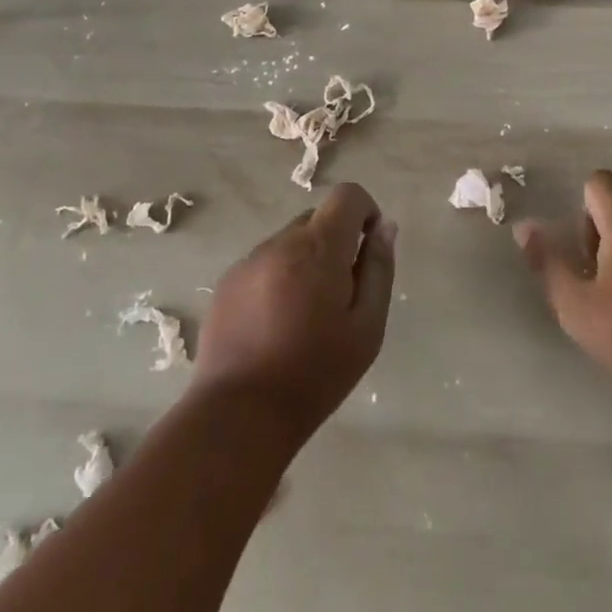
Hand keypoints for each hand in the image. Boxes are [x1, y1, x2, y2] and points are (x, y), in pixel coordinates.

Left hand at [193, 183, 395, 442]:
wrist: (238, 416)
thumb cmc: (315, 374)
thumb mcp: (367, 327)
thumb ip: (379, 269)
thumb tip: (384, 227)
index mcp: (319, 247)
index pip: (347, 195)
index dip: (365, 212)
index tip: (368, 249)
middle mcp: (281, 242)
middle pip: (318, 219)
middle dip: (336, 243)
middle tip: (339, 295)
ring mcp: (248, 261)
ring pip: (290, 242)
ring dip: (306, 261)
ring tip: (304, 316)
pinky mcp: (227, 283)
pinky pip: (265, 264)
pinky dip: (279, 279)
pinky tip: (276, 325)